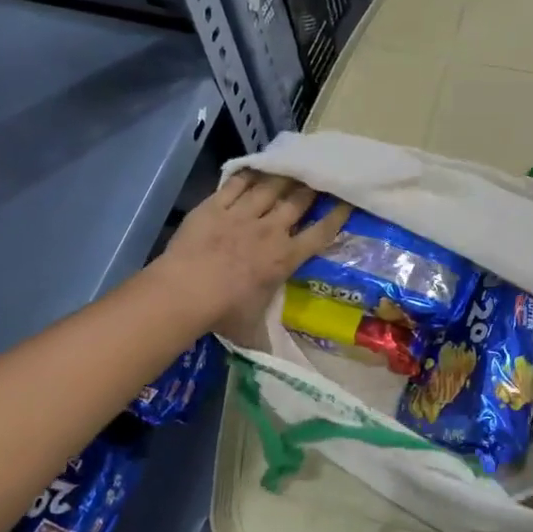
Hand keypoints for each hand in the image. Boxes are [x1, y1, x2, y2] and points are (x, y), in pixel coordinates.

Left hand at [159, 173, 349, 343]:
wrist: (185, 291)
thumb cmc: (224, 312)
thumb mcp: (252, 330)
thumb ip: (266, 338)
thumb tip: (281, 365)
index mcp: (284, 258)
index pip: (319, 234)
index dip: (336, 217)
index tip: (346, 203)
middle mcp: (269, 231)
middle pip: (297, 202)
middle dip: (310, 188)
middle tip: (318, 176)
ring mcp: (241, 215)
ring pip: (269, 188)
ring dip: (282, 177)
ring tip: (291, 166)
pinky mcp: (214, 206)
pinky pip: (235, 185)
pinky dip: (247, 176)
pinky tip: (254, 168)